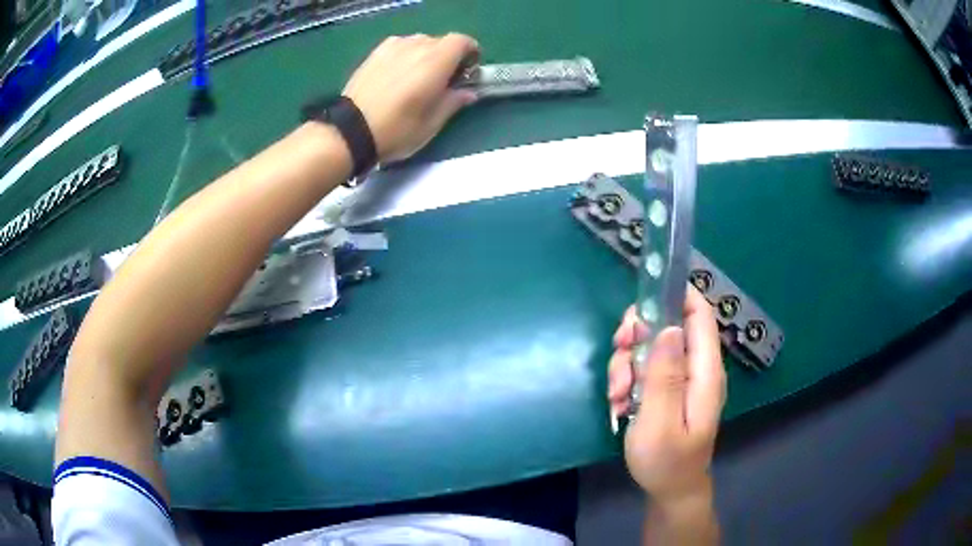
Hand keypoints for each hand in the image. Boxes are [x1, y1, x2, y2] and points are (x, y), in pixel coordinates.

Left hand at [342, 33, 479, 162]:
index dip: (470, 52)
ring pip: (420, 42)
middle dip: (449, 56)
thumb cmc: (396, 130)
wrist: (350, 130)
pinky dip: (407, 54)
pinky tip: (399, 74)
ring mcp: (393, 46)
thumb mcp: (432, 124)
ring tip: (418, 77)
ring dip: (427, 55)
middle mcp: (416, 46)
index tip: (469, 70)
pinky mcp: (376, 52)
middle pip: (442, 41)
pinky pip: (400, 45)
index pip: (462, 41)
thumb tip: (469, 93)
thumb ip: (454, 102)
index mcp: (436, 61)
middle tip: (444, 80)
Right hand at [607, 288, 725, 502]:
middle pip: (669, 326)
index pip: (700, 315)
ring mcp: (682, 379)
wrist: (669, 489)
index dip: (677, 294)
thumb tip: (670, 328)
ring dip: (626, 365)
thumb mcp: (659, 422)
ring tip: (617, 398)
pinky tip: (620, 405)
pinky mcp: (668, 389)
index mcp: (704, 372)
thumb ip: (665, 376)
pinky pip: (645, 369)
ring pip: (650, 348)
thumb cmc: (666, 461)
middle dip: (637, 335)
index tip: (641, 300)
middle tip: (617, 354)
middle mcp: (696, 368)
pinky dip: (628, 381)